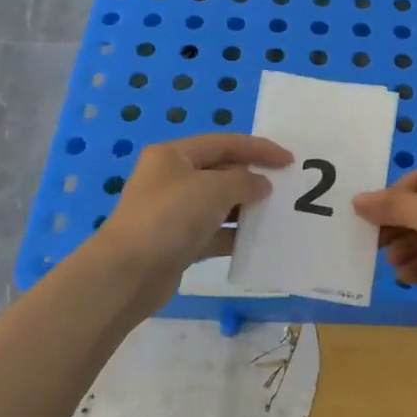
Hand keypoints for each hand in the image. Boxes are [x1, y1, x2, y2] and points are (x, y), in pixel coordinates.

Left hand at [91, 133, 291, 299]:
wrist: (127, 274)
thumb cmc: (170, 217)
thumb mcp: (214, 189)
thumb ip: (244, 181)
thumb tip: (261, 185)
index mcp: (174, 155)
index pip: (224, 143)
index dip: (259, 148)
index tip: (289, 160)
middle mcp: (171, 179)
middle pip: (221, 171)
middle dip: (252, 178)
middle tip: (285, 188)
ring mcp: (173, 212)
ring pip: (218, 204)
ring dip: (246, 208)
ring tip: (276, 214)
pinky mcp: (177, 243)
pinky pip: (213, 233)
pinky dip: (234, 235)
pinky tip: (257, 241)